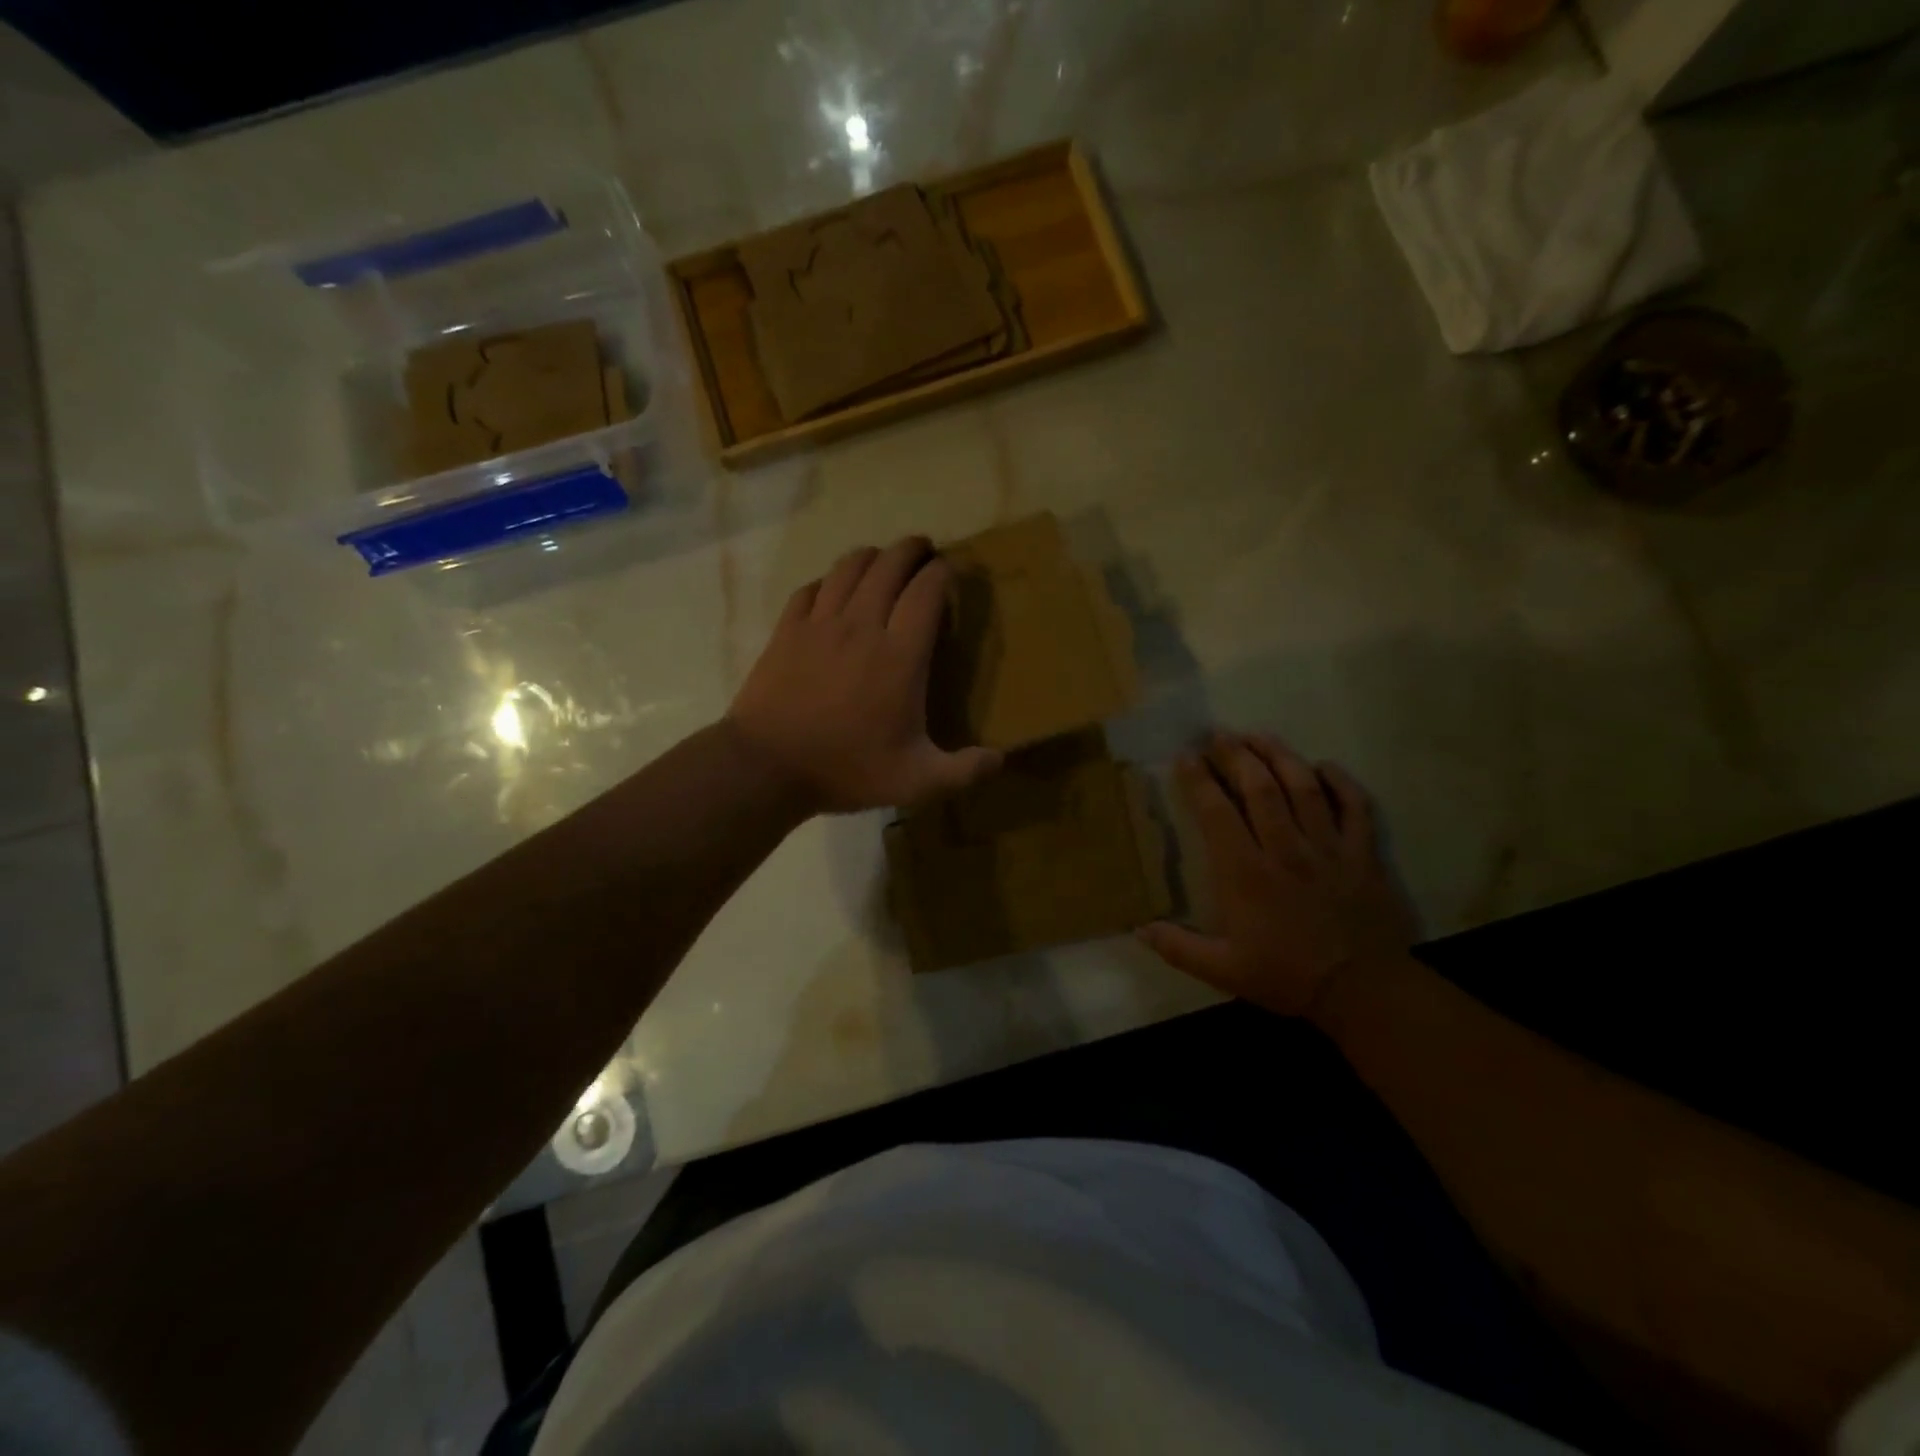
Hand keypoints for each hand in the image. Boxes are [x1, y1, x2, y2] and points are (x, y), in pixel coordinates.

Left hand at [725, 537, 1001, 814]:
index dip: (942, 573)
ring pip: (849, 567)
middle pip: (889, 566)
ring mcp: (820, 624)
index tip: (951, 570)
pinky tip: (834, 589)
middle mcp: (862, 626)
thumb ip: (964, 771)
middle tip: (923, 551)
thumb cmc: (847, 769)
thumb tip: (1001, 760)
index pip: (926, 592)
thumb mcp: (916, 781)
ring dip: (872, 556)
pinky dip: (830, 580)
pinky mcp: (787, 630)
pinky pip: (812, 588)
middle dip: (911, 550)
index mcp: (900, 655)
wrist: (767, 766)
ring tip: (884, 560)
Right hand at [1140, 733, 1416, 1018]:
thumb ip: (1178, 948)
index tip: (1186, 757)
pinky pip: (1355, 807)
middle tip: (1220, 735)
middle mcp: (1284, 849)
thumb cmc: (1287, 976)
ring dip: (1280, 756)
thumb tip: (1138, 928)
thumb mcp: (1222, 971)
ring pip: (1304, 787)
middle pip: (1260, 787)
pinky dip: (1341, 782)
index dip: (1199, 780)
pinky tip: (1325, 766)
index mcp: (1246, 873)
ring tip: (1260, 736)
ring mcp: (1327, 847)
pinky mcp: (1362, 854)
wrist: (1364, 991)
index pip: (1217, 812)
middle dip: (1237, 755)